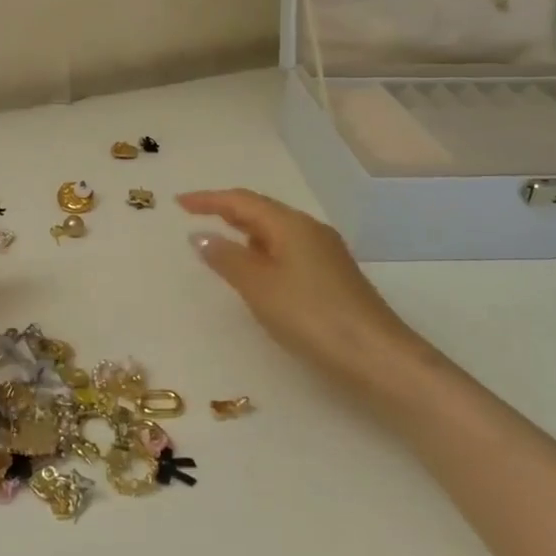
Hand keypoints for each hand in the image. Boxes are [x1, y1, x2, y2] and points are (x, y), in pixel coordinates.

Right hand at [177, 188, 430, 392]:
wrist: (376, 356)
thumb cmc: (311, 316)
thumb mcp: (259, 287)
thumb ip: (227, 258)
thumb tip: (201, 235)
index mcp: (290, 224)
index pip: (242, 201)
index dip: (209, 199)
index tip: (179, 202)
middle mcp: (309, 230)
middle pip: (261, 211)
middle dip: (227, 211)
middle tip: (196, 214)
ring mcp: (325, 253)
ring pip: (276, 231)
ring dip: (246, 231)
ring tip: (220, 240)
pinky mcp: (332, 276)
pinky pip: (287, 250)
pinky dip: (263, 251)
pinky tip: (256, 270)